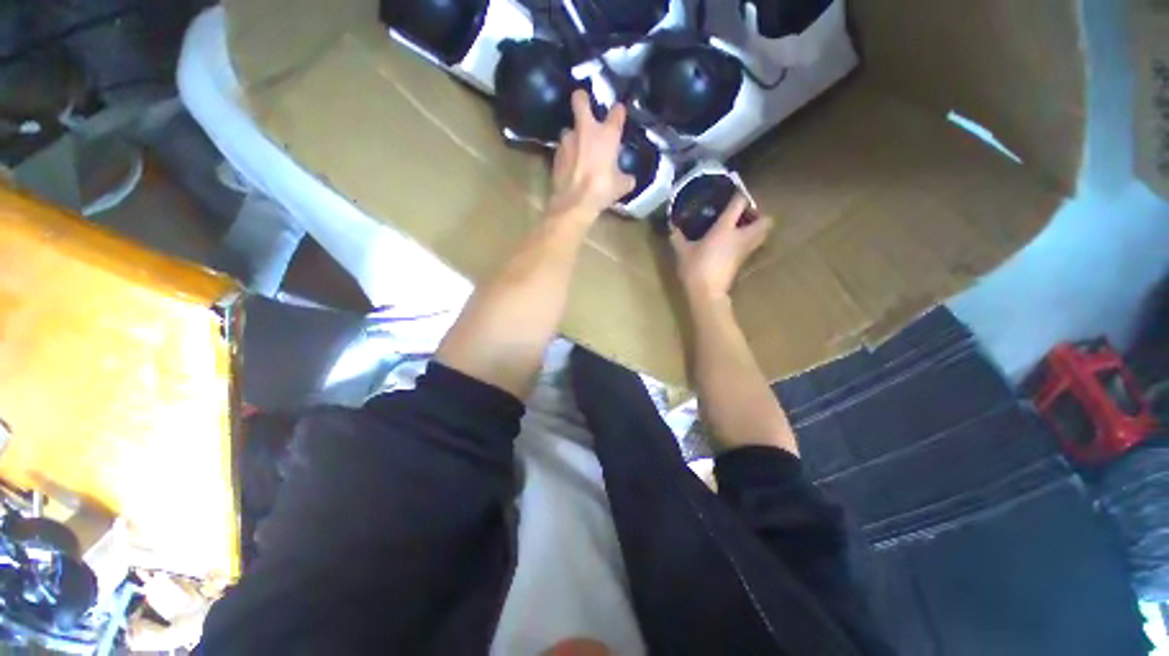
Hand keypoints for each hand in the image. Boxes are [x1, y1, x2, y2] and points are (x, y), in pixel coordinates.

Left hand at [547, 90, 636, 221]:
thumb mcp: (621, 186)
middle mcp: (586, 130)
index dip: (618, 112)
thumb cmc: (602, 190)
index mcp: (607, 134)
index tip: (619, 116)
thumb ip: (626, 177)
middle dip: (582, 99)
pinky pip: (563, 149)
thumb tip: (629, 178)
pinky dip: (567, 155)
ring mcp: (567, 141)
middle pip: (580, 100)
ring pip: (569, 129)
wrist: (574, 203)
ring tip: (578, 149)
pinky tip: (571, 166)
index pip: (617, 111)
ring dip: (574, 136)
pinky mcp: (556, 154)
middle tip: (585, 105)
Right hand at [669, 193, 772, 302]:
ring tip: (741, 228)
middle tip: (744, 215)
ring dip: (756, 229)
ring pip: (762, 235)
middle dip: (759, 215)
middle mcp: (740, 236)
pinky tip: (732, 244)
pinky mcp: (742, 263)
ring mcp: (744, 251)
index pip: (739, 204)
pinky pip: (751, 246)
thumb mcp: (683, 252)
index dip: (739, 196)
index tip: (733, 193)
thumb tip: (673, 229)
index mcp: (725, 228)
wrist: (707, 292)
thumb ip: (678, 238)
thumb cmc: (695, 268)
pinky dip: (748, 242)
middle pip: (765, 221)